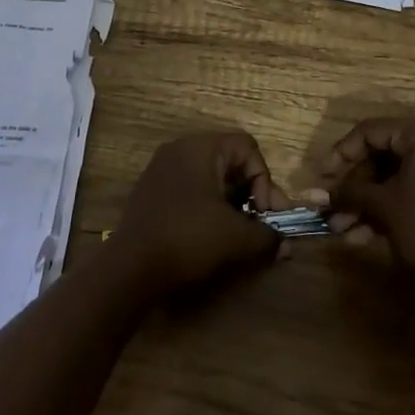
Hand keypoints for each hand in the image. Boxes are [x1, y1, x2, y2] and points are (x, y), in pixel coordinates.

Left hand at [111, 131, 282, 295]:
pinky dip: (206, 208)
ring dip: (230, 203)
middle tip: (258, 225)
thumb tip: (285, 245)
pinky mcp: (151, 191)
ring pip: (210, 178)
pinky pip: (189, 189)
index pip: (248, 148)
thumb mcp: (235, 237)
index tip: (266, 214)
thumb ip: (266, 236)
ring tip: (237, 235)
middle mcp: (180, 149)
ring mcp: (161, 169)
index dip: (265, 180)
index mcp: (201, 147)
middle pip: (230, 162)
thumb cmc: (187, 238)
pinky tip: (209, 236)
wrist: (129, 267)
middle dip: (250, 194)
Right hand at [309, 117, 414, 287]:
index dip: (341, 154)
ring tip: (341, 230)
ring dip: (366, 203)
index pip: (370, 131)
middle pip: (381, 156)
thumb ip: (349, 193)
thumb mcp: (383, 206)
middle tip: (330, 208)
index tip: (322, 178)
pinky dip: (388, 209)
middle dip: (353, 187)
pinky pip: (410, 191)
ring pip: (394, 178)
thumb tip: (316, 194)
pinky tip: (363, 236)